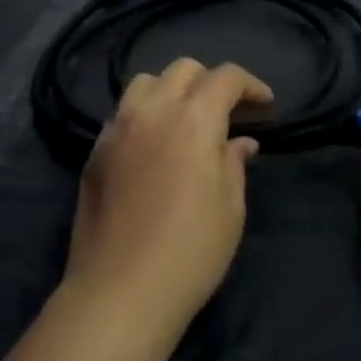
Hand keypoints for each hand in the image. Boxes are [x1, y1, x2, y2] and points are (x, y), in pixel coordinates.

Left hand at [64, 58, 272, 334]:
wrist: (120, 291)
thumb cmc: (191, 251)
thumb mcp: (230, 207)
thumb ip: (234, 162)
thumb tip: (240, 142)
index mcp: (194, 118)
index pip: (225, 77)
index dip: (250, 84)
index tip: (265, 104)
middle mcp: (153, 110)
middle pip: (183, 69)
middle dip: (210, 81)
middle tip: (227, 112)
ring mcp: (118, 127)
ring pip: (145, 82)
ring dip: (171, 90)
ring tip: (184, 120)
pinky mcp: (95, 150)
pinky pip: (122, 113)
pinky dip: (144, 115)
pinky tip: (152, 146)